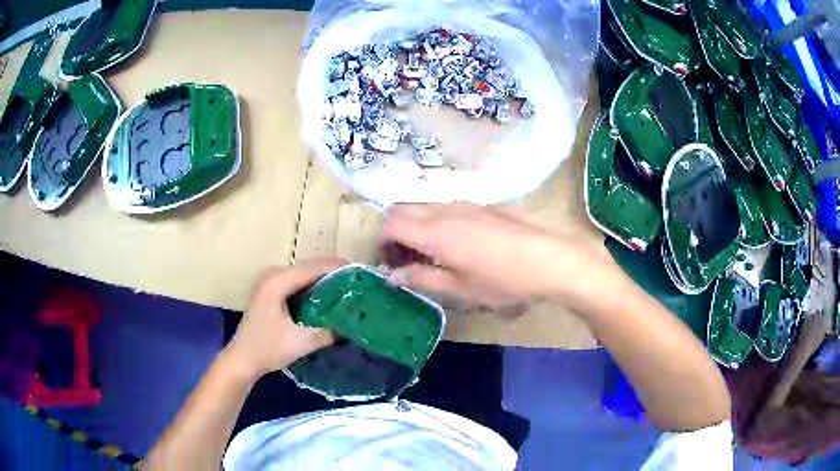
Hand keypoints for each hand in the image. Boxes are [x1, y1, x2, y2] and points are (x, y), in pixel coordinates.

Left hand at [225, 259, 344, 376]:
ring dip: (321, 278)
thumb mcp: (301, 342)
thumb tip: (350, 325)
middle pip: (307, 267)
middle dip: (331, 272)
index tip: (359, 271)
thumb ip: (327, 332)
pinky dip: (310, 285)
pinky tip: (324, 295)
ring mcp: (268, 282)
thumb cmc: (268, 349)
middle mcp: (272, 275)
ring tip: (345, 286)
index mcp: (277, 283)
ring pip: (301, 273)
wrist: (242, 359)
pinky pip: (295, 281)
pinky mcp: (268, 291)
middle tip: (355, 280)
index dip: (336, 267)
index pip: (312, 268)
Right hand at [382, 203, 611, 306]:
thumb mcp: (459, 288)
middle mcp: (444, 210)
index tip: (390, 263)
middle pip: (403, 209)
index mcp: (434, 232)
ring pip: (424, 207)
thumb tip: (393, 275)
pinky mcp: (481, 205)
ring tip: (430, 255)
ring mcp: (464, 204)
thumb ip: (422, 278)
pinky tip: (455, 245)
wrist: (549, 258)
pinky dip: (435, 222)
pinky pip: (444, 208)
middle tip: (405, 260)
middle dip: (394, 232)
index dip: (382, 242)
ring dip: (415, 227)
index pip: (390, 223)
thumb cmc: (503, 279)